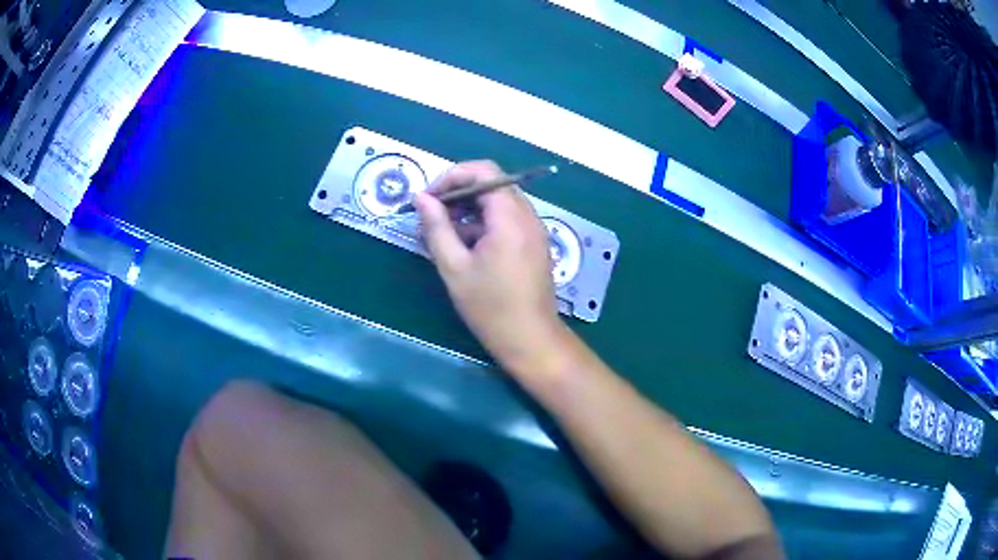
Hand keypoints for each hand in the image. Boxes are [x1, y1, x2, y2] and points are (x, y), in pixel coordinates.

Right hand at [414, 160, 565, 373]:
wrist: (530, 339)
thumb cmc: (490, 307)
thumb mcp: (454, 267)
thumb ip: (436, 227)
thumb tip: (420, 198)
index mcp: (509, 217)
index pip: (484, 171)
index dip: (452, 177)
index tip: (429, 199)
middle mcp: (527, 215)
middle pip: (492, 183)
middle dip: (459, 191)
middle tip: (433, 214)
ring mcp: (534, 228)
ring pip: (499, 200)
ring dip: (470, 207)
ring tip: (445, 231)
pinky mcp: (534, 242)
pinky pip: (508, 217)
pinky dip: (485, 221)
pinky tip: (466, 245)